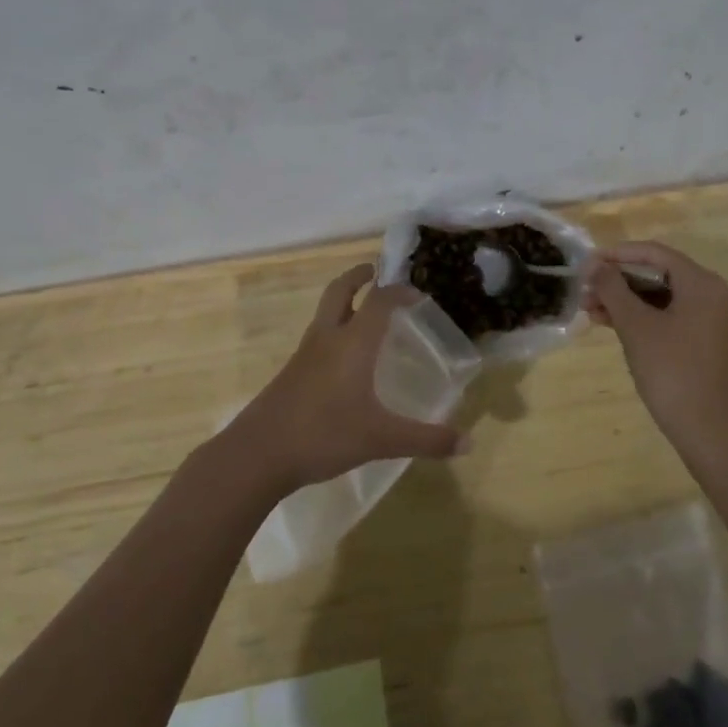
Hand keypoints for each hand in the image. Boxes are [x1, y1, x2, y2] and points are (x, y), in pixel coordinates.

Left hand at [231, 264, 464, 494]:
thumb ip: (426, 440)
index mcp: (353, 343)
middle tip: (375, 272)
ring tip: (363, 311)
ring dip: (344, 301)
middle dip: (359, 277)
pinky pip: (316, 337)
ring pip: (325, 312)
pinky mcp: (291, 372)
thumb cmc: (324, 435)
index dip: (400, 291)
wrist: (258, 454)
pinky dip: (333, 329)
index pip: (379, 300)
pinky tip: (343, 357)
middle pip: (340, 291)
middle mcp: (328, 339)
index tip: (418, 294)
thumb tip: (469, 443)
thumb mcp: (382, 440)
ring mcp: (304, 354)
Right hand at [586, 242, 727, 441]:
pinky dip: (642, 317)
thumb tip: (594, 265)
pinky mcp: (706, 342)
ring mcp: (712, 320)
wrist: (708, 429)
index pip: (656, 253)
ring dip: (626, 300)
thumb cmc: (671, 370)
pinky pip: (670, 317)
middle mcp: (713, 295)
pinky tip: (611, 324)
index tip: (588, 262)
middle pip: (660, 274)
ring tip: (590, 309)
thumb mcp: (635, 325)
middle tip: (585, 289)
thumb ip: (613, 289)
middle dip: (619, 280)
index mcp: (702, 284)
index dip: (618, 254)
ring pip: (662, 297)